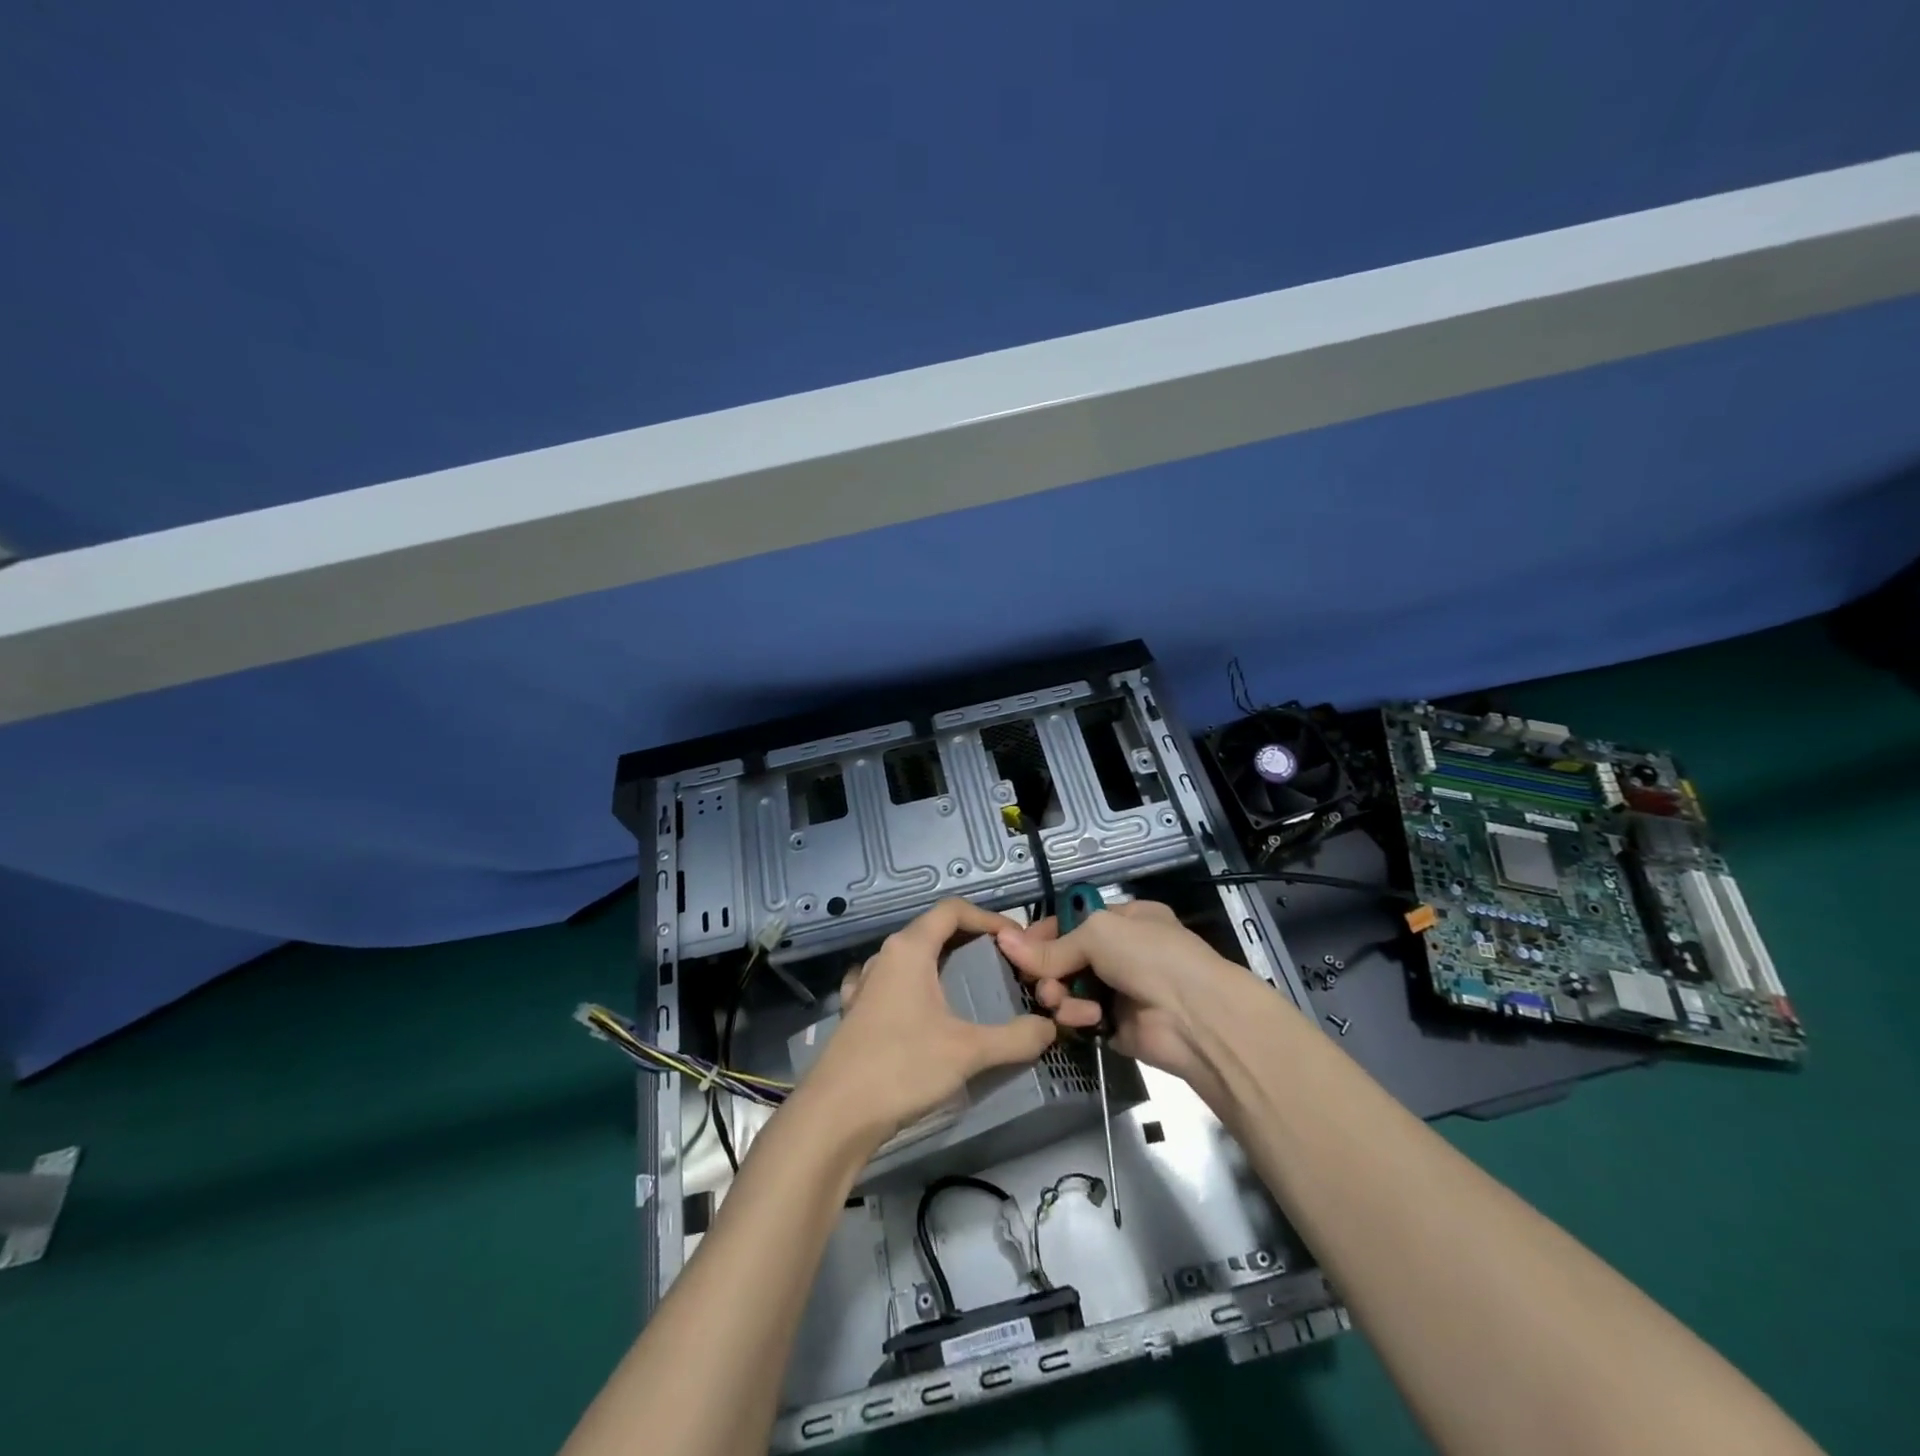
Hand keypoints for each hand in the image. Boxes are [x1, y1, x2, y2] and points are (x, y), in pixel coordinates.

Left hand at [800, 898, 1057, 1142]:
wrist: (836, 1114)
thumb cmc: (902, 1067)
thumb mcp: (969, 1052)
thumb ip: (1016, 1038)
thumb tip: (1049, 1028)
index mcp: (910, 948)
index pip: (953, 910)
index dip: (988, 918)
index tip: (1016, 939)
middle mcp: (885, 956)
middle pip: (933, 930)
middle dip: (970, 941)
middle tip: (1003, 965)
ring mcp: (865, 983)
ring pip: (911, 957)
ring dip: (941, 963)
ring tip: (970, 985)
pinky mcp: (856, 1011)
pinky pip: (891, 983)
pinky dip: (914, 985)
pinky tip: (923, 1007)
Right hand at [996, 900, 1240, 1088]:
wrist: (1196, 1018)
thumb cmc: (1150, 957)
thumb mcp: (1098, 934)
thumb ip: (1052, 945)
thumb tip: (1004, 941)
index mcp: (1126, 919)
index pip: (1073, 921)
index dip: (1043, 933)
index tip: (1015, 946)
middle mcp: (1123, 953)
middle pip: (1066, 958)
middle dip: (1048, 968)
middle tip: (1039, 979)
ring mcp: (1120, 991)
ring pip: (1069, 989)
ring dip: (1060, 994)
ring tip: (1059, 999)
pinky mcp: (1115, 1026)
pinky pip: (1080, 1019)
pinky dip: (1076, 1018)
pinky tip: (1085, 1018)